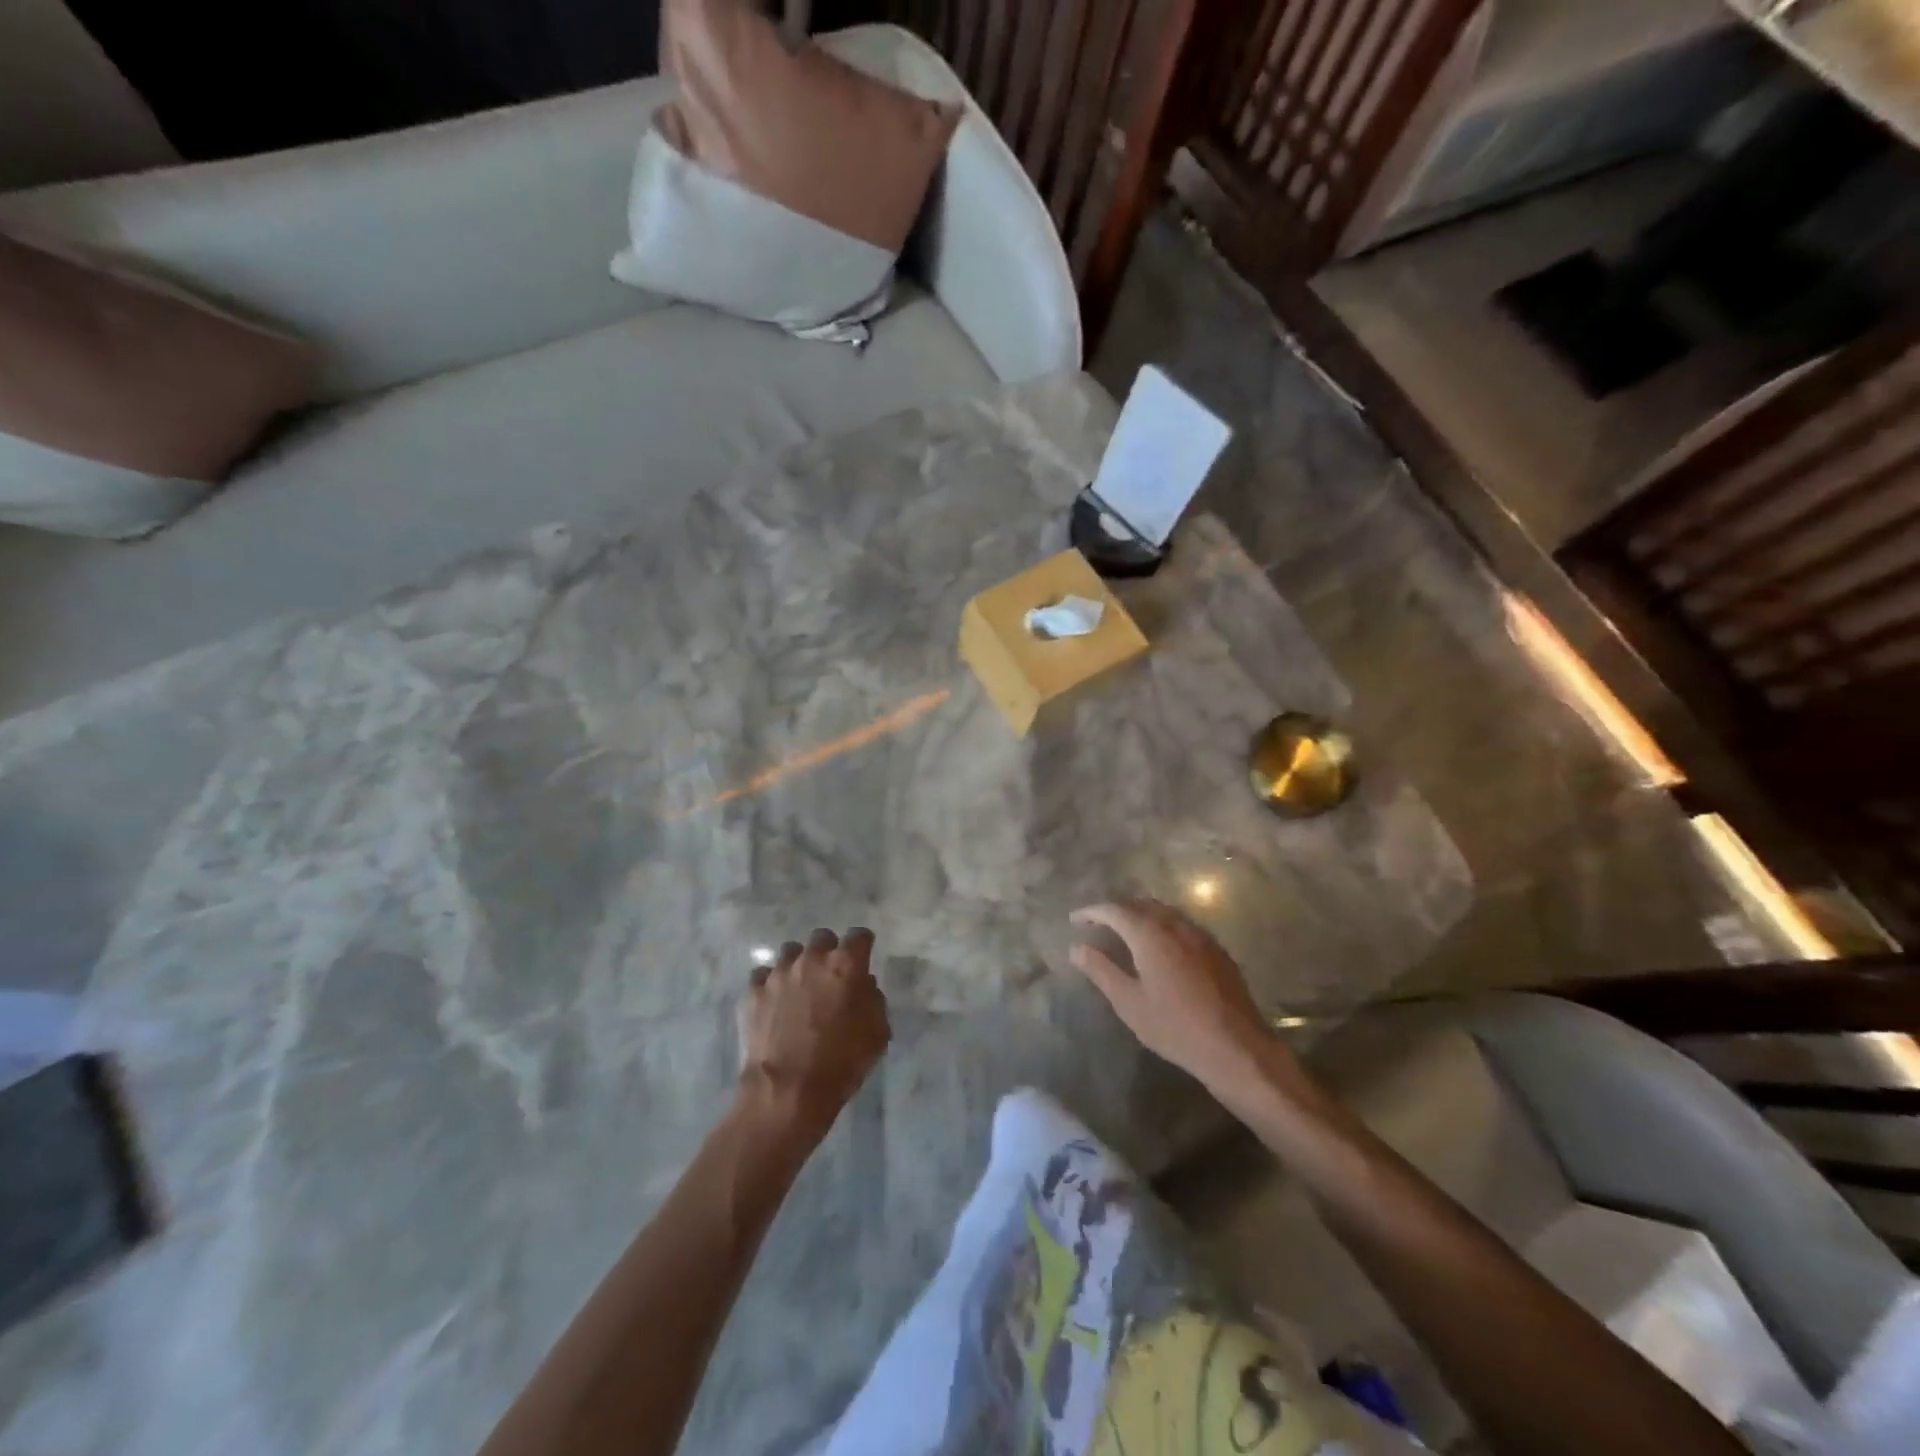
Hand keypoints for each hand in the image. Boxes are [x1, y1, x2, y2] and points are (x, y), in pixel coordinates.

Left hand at [737, 927, 889, 1136]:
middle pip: (822, 938)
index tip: (862, 959)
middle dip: (828, 952)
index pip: (859, 936)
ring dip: (798, 966)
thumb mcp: (877, 1033)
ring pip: (790, 953)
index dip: (862, 946)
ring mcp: (778, 974)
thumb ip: (873, 999)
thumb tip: (863, 985)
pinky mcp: (752, 992)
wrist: (787, 1092)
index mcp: (845, 965)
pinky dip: (770, 985)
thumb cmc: (841, 1063)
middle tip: (829, 977)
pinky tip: (773, 1004)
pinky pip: (763, 976)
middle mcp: (811, 959)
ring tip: (798, 990)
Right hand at [1069, 900, 1281, 1092]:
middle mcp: (1175, 925)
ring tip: (1125, 932)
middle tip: (1097, 924)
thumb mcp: (1129, 1002)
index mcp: (1150, 934)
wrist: (1237, 1047)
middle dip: (1116, 910)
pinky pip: (1182, 925)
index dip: (1091, 912)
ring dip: (1141, 915)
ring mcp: (1200, 935)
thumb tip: (1076, 948)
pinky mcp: (1216, 949)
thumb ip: (1101, 970)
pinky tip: (1160, 947)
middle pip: (1140, 904)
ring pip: (1164, 912)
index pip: (1114, 910)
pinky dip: (1162, 926)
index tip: (1074, 920)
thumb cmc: (1175, 1027)